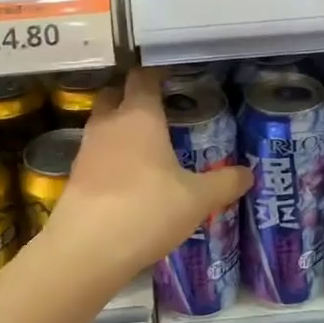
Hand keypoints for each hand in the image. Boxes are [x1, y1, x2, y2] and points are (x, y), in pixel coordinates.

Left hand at [46, 68, 251, 277]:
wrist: (87, 249)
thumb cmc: (147, 210)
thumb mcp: (198, 200)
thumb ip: (225, 183)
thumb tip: (248, 173)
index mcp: (139, 116)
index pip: (143, 77)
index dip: (157, 73)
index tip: (173, 77)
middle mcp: (109, 123)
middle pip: (115, 94)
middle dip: (132, 96)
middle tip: (159, 109)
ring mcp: (87, 149)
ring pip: (103, 125)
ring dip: (120, 128)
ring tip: (147, 145)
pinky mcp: (75, 176)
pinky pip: (96, 154)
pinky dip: (111, 156)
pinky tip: (129, 177)